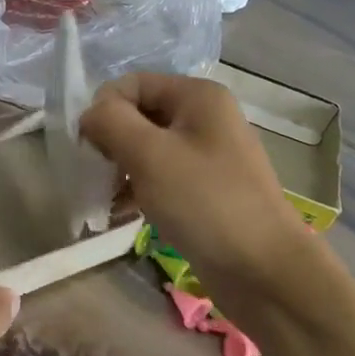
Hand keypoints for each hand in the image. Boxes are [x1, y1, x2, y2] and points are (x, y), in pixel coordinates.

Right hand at [81, 73, 316, 296]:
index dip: (104, 110)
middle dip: (112, 141)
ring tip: (107, 199)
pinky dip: (139, 188)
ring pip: (148, 147)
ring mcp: (208, 154)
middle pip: (140, 114)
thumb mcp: (149, 155)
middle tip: (98, 176)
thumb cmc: (205, 202)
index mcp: (197, 95)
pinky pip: (162, 175)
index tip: (90, 149)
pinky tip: (122, 213)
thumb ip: (110, 122)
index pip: (132, 84)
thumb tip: (90, 115)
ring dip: (121, 168)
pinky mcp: (207, 188)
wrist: (264, 271)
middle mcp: (205, 116)